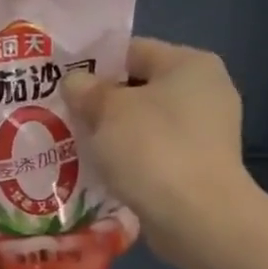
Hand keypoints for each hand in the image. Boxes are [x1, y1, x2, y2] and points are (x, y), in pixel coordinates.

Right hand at [63, 38, 256, 265]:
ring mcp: (207, 131)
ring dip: (113, 133)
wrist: (198, 217)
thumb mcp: (107, 110)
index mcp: (189, 64)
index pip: (131, 50)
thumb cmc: (152, 149)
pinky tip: (102, 170)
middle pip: (139, 87)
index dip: (93, 64)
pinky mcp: (200, 166)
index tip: (60, 83)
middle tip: (62, 115)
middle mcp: (206, 90)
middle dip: (101, 102)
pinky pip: (155, 151)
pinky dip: (130, 158)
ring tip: (75, 144)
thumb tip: (75, 82)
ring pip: (145, 122)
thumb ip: (86, 89)